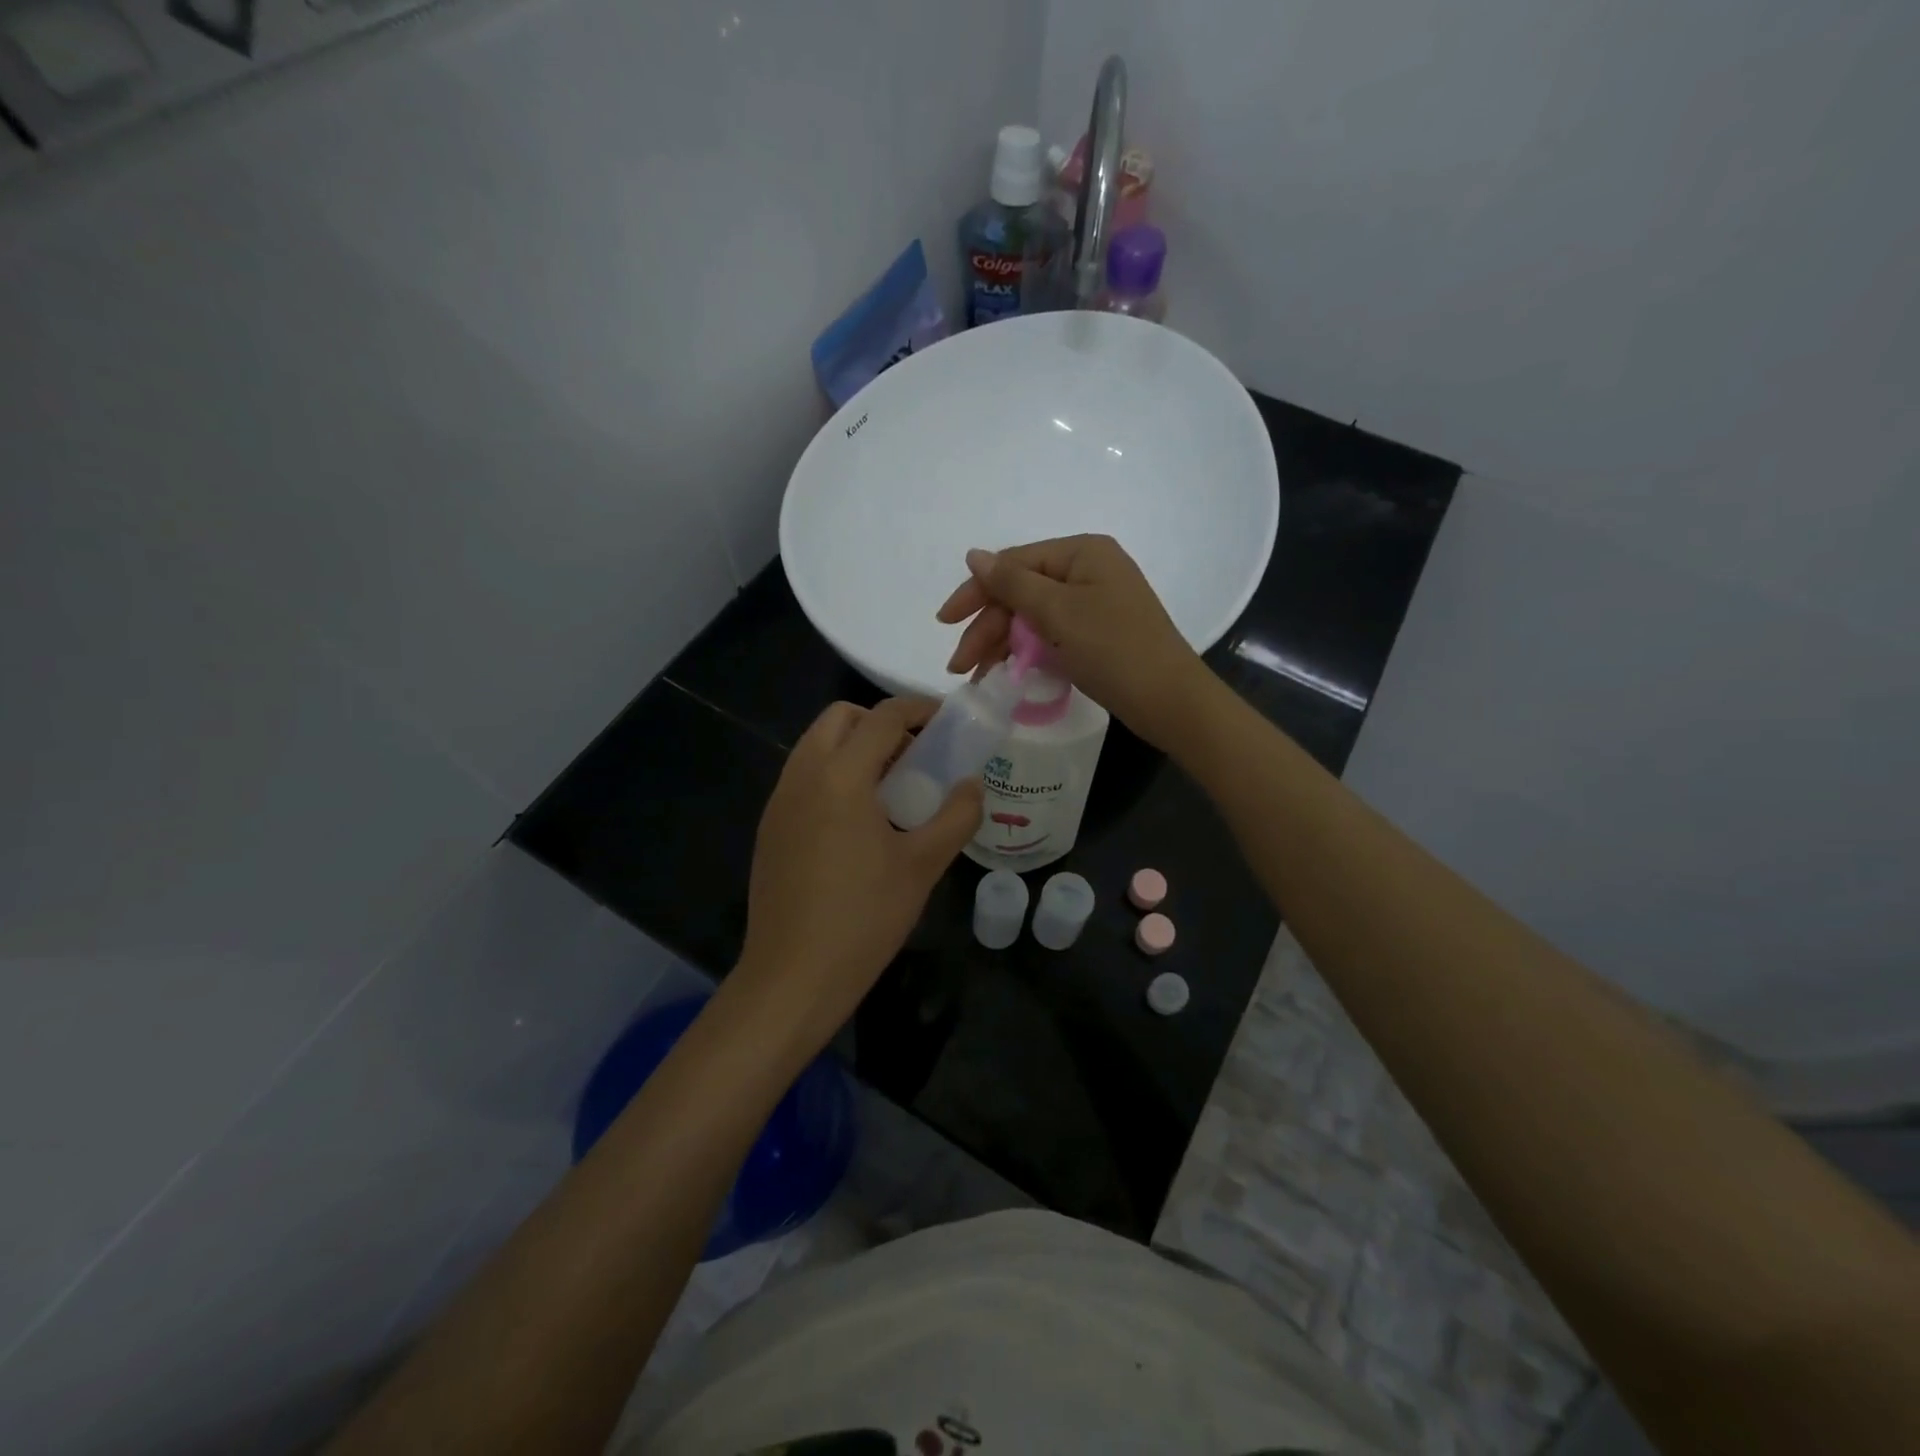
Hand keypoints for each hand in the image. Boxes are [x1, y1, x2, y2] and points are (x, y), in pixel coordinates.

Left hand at [735, 698, 981, 1049]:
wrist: (792, 976)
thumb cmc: (864, 918)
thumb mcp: (923, 866)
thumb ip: (956, 817)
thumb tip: (973, 785)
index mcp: (841, 776)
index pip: (882, 717)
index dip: (918, 708)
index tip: (946, 721)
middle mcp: (803, 775)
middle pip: (840, 718)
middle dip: (879, 722)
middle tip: (915, 754)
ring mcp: (779, 801)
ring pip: (815, 746)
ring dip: (853, 747)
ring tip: (890, 787)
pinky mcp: (770, 827)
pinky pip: (803, 777)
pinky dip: (832, 774)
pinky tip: (857, 821)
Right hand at [938, 534, 1207, 749]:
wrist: (1170, 701)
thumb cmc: (1114, 649)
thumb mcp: (1057, 612)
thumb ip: (1012, 583)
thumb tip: (974, 554)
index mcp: (1082, 553)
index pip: (1014, 564)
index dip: (975, 592)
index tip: (944, 622)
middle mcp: (1088, 571)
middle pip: (1021, 592)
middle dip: (987, 628)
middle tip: (959, 666)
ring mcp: (1094, 603)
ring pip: (1032, 617)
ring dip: (1001, 644)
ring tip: (977, 677)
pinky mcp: (1097, 633)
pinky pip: (1051, 634)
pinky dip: (1027, 652)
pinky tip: (1006, 673)